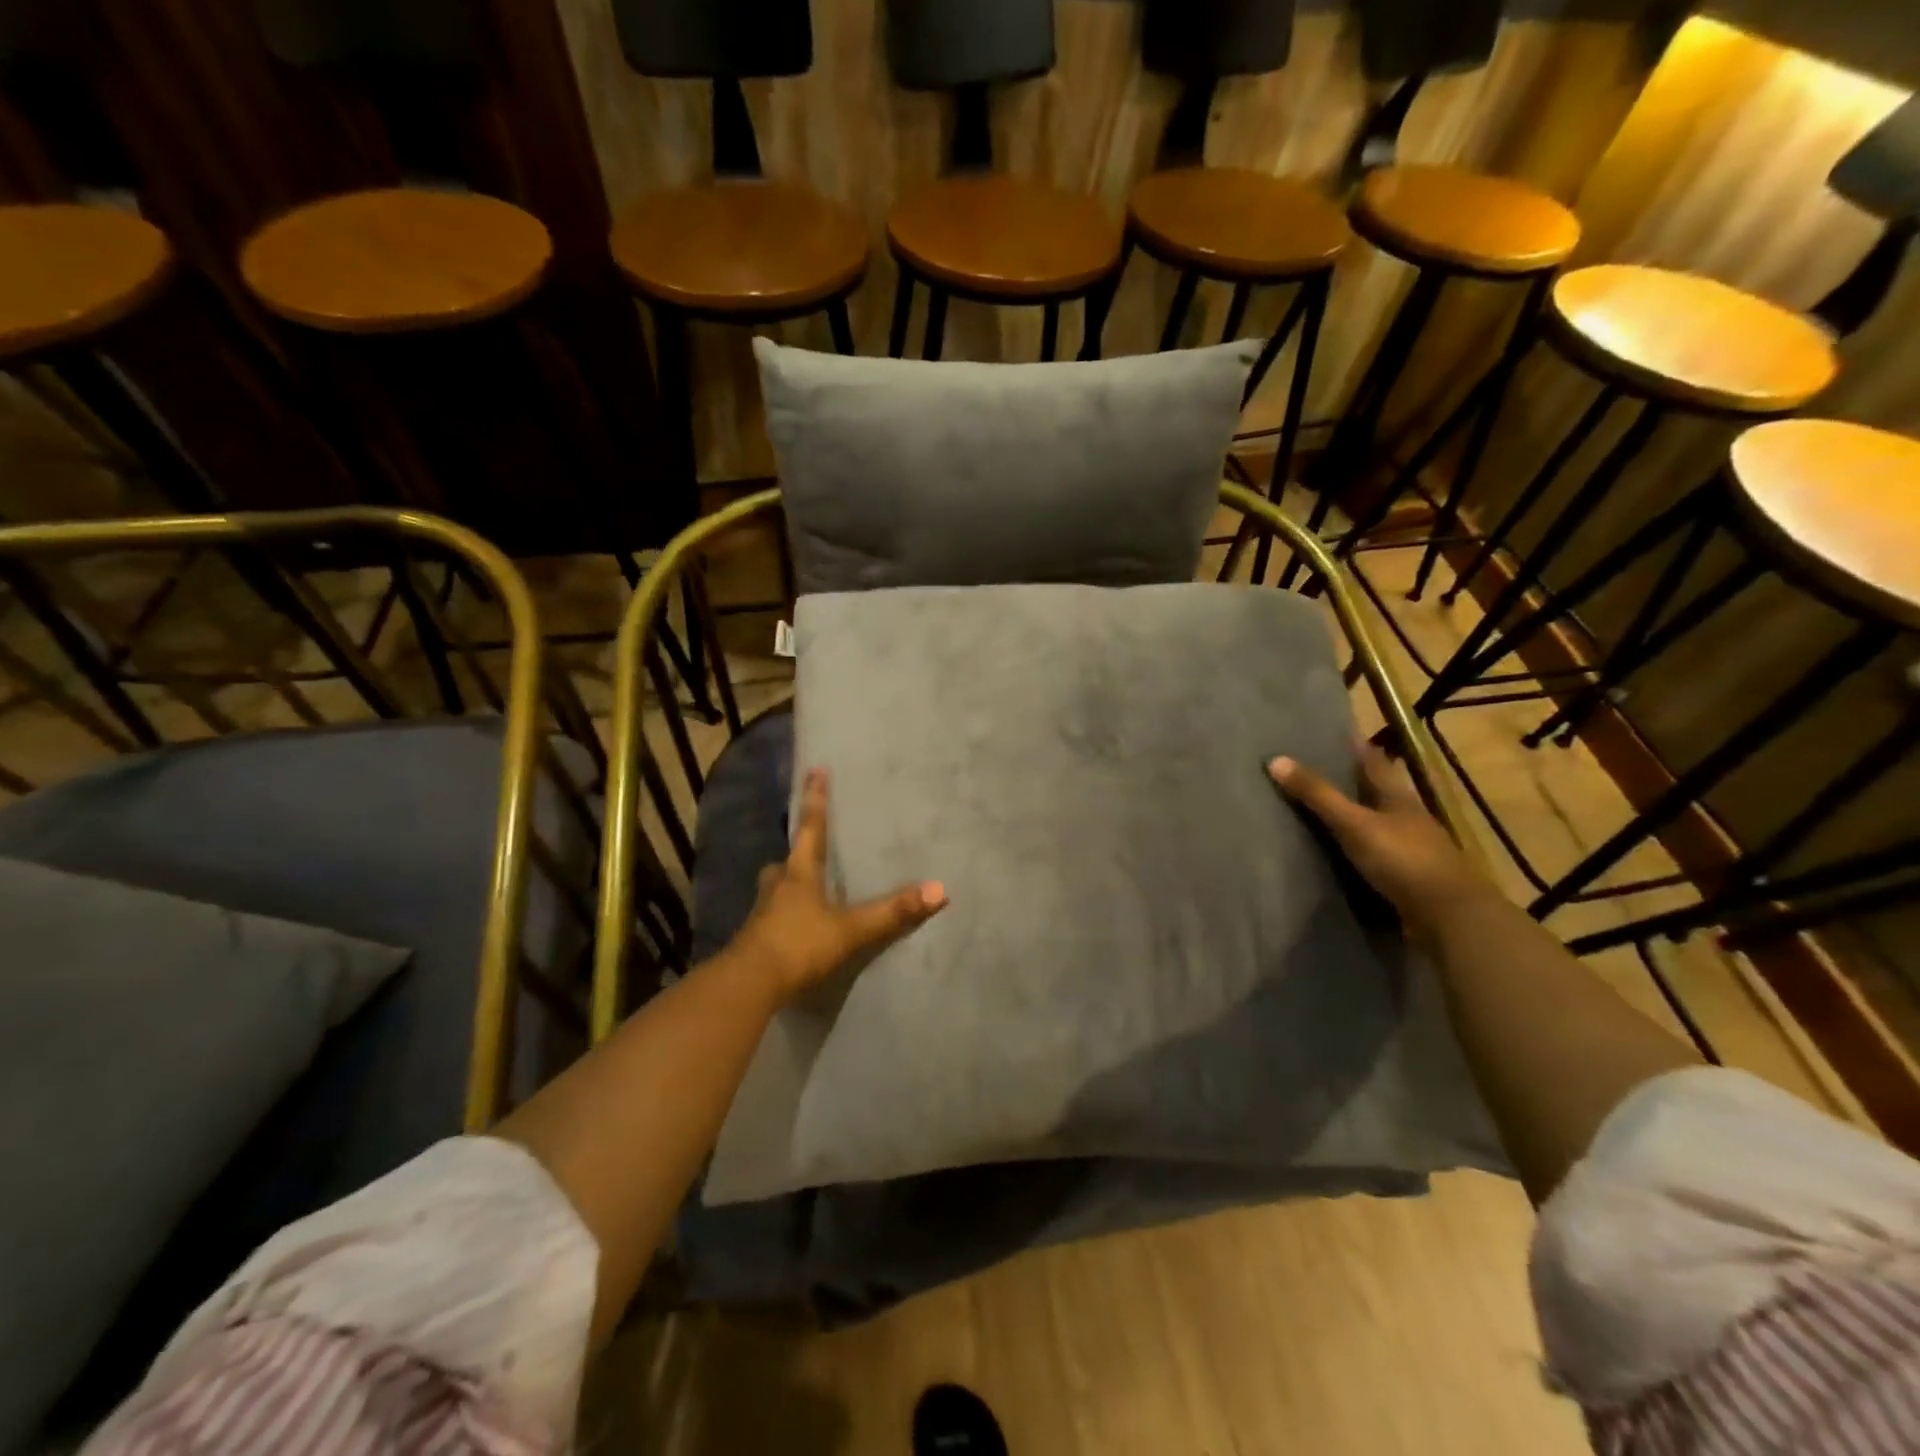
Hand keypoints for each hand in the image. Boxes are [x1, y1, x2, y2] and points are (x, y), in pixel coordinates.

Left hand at [726, 768, 946, 1001]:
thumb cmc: (799, 944)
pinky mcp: (754, 940)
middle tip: (806, 853)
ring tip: (801, 891)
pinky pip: (770, 918)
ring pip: (775, 889)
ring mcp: (761, 914)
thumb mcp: (851, 929)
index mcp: (799, 873)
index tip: (815, 769)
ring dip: (786, 886)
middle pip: (786, 861)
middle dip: (796, 855)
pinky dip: (782, 917)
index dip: (815, 799)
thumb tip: (939, 889)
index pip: (810, 827)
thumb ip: (892, 912)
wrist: (748, 984)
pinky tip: (792, 929)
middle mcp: (776, 886)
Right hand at [1268, 744, 1486, 935]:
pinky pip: (1379, 854)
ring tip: (1327, 810)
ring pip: (1380, 823)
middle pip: (1379, 792)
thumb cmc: (1402, 859)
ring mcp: (1412, 849)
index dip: (1356, 748)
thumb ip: (1317, 795)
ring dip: (1359, 816)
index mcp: (1398, 798)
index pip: (1374, 763)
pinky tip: (1345, 853)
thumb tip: (1274, 759)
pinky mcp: (1409, 877)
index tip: (1336, 734)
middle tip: (1323, 770)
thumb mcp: (1354, 823)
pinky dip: (1361, 849)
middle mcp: (1408, 818)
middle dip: (1356, 781)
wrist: (1449, 916)